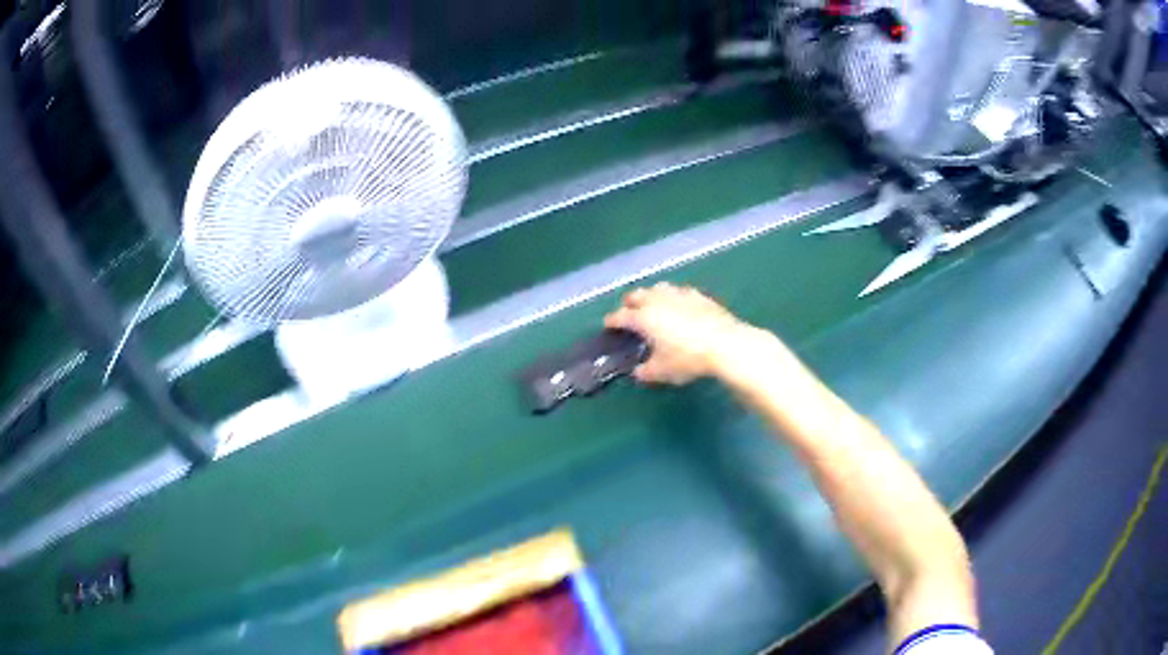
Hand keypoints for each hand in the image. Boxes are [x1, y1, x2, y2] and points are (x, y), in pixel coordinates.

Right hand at [604, 283, 764, 384]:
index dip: (612, 321)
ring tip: (652, 305)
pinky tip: (679, 305)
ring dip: (650, 295)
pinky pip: (679, 292)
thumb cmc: (688, 358)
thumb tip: (637, 371)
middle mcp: (657, 300)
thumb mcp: (662, 371)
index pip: (620, 316)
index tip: (609, 326)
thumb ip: (645, 371)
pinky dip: (673, 297)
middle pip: (637, 295)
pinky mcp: (698, 295)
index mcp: (643, 318)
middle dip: (629, 303)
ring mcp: (679, 294)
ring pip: (657, 288)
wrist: (725, 344)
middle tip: (629, 313)